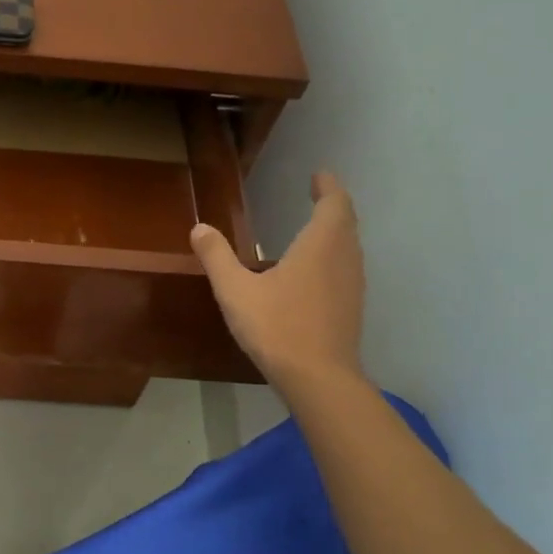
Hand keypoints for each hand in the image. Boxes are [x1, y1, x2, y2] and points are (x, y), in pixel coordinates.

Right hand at [190, 171, 364, 386]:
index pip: (335, 203)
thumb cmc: (277, 326)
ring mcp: (352, 285)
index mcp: (321, 245)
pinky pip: (346, 269)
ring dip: (335, 233)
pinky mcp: (351, 308)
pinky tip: (313, 273)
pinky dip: (334, 257)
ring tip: (314, 230)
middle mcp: (344, 259)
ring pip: (349, 247)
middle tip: (317, 196)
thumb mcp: (235, 290)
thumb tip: (200, 228)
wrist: (318, 378)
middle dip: (333, 206)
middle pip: (346, 223)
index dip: (328, 186)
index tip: (319, 175)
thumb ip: (217, 257)